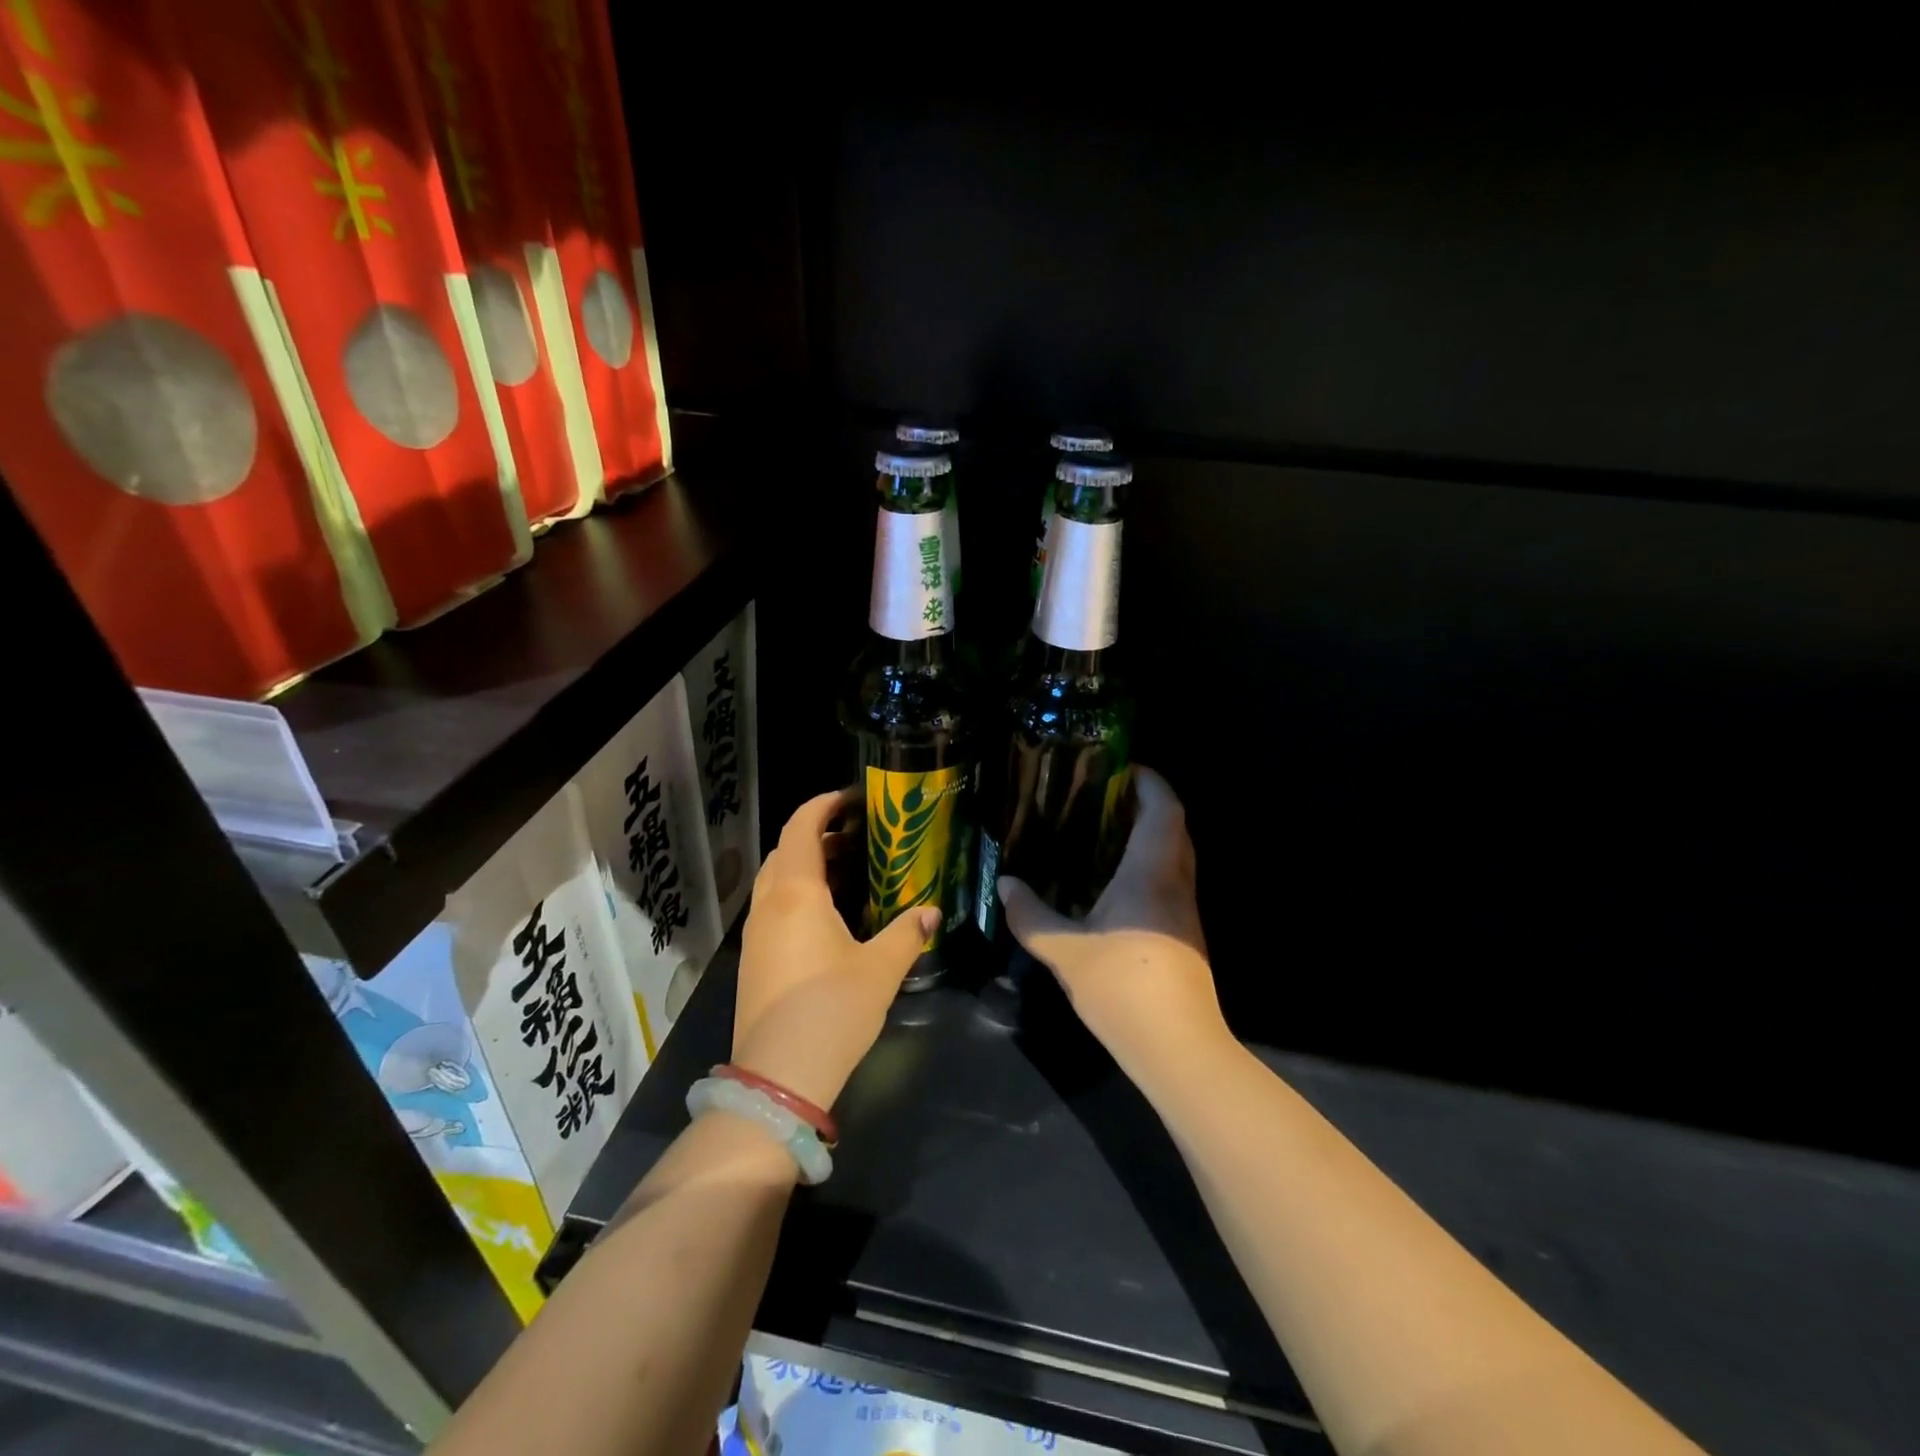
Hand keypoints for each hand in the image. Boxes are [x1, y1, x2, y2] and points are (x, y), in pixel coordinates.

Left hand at [732, 788, 939, 1109]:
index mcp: (797, 894)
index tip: (850, 798)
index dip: (822, 806)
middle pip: (785, 851)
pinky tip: (828, 917)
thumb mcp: (880, 969)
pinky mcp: (754, 960)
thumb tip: (932, 911)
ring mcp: (756, 934)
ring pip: (776, 881)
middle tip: (857, 837)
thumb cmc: (832, 1010)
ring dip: (806, 866)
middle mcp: (769, 905)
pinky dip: (797, 895)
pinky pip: (773, 908)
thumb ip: (908, 933)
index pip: (800, 828)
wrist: (778, 1077)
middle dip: (817, 835)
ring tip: (847, 872)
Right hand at [998, 766, 1229, 1085]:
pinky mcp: (1185, 934)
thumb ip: (1030, 915)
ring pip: (1176, 855)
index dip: (1149, 781)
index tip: (1122, 766)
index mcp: (1151, 873)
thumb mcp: (1063, 951)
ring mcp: (1185, 911)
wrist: (1178, 1048)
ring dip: (1150, 835)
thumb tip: (1005, 883)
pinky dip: (1148, 865)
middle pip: (1174, 827)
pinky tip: (1114, 883)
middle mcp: (1176, 883)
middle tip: (1105, 796)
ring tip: (1105, 832)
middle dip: (1147, 804)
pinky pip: (1170, 880)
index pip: (1164, 809)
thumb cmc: (1122, 988)